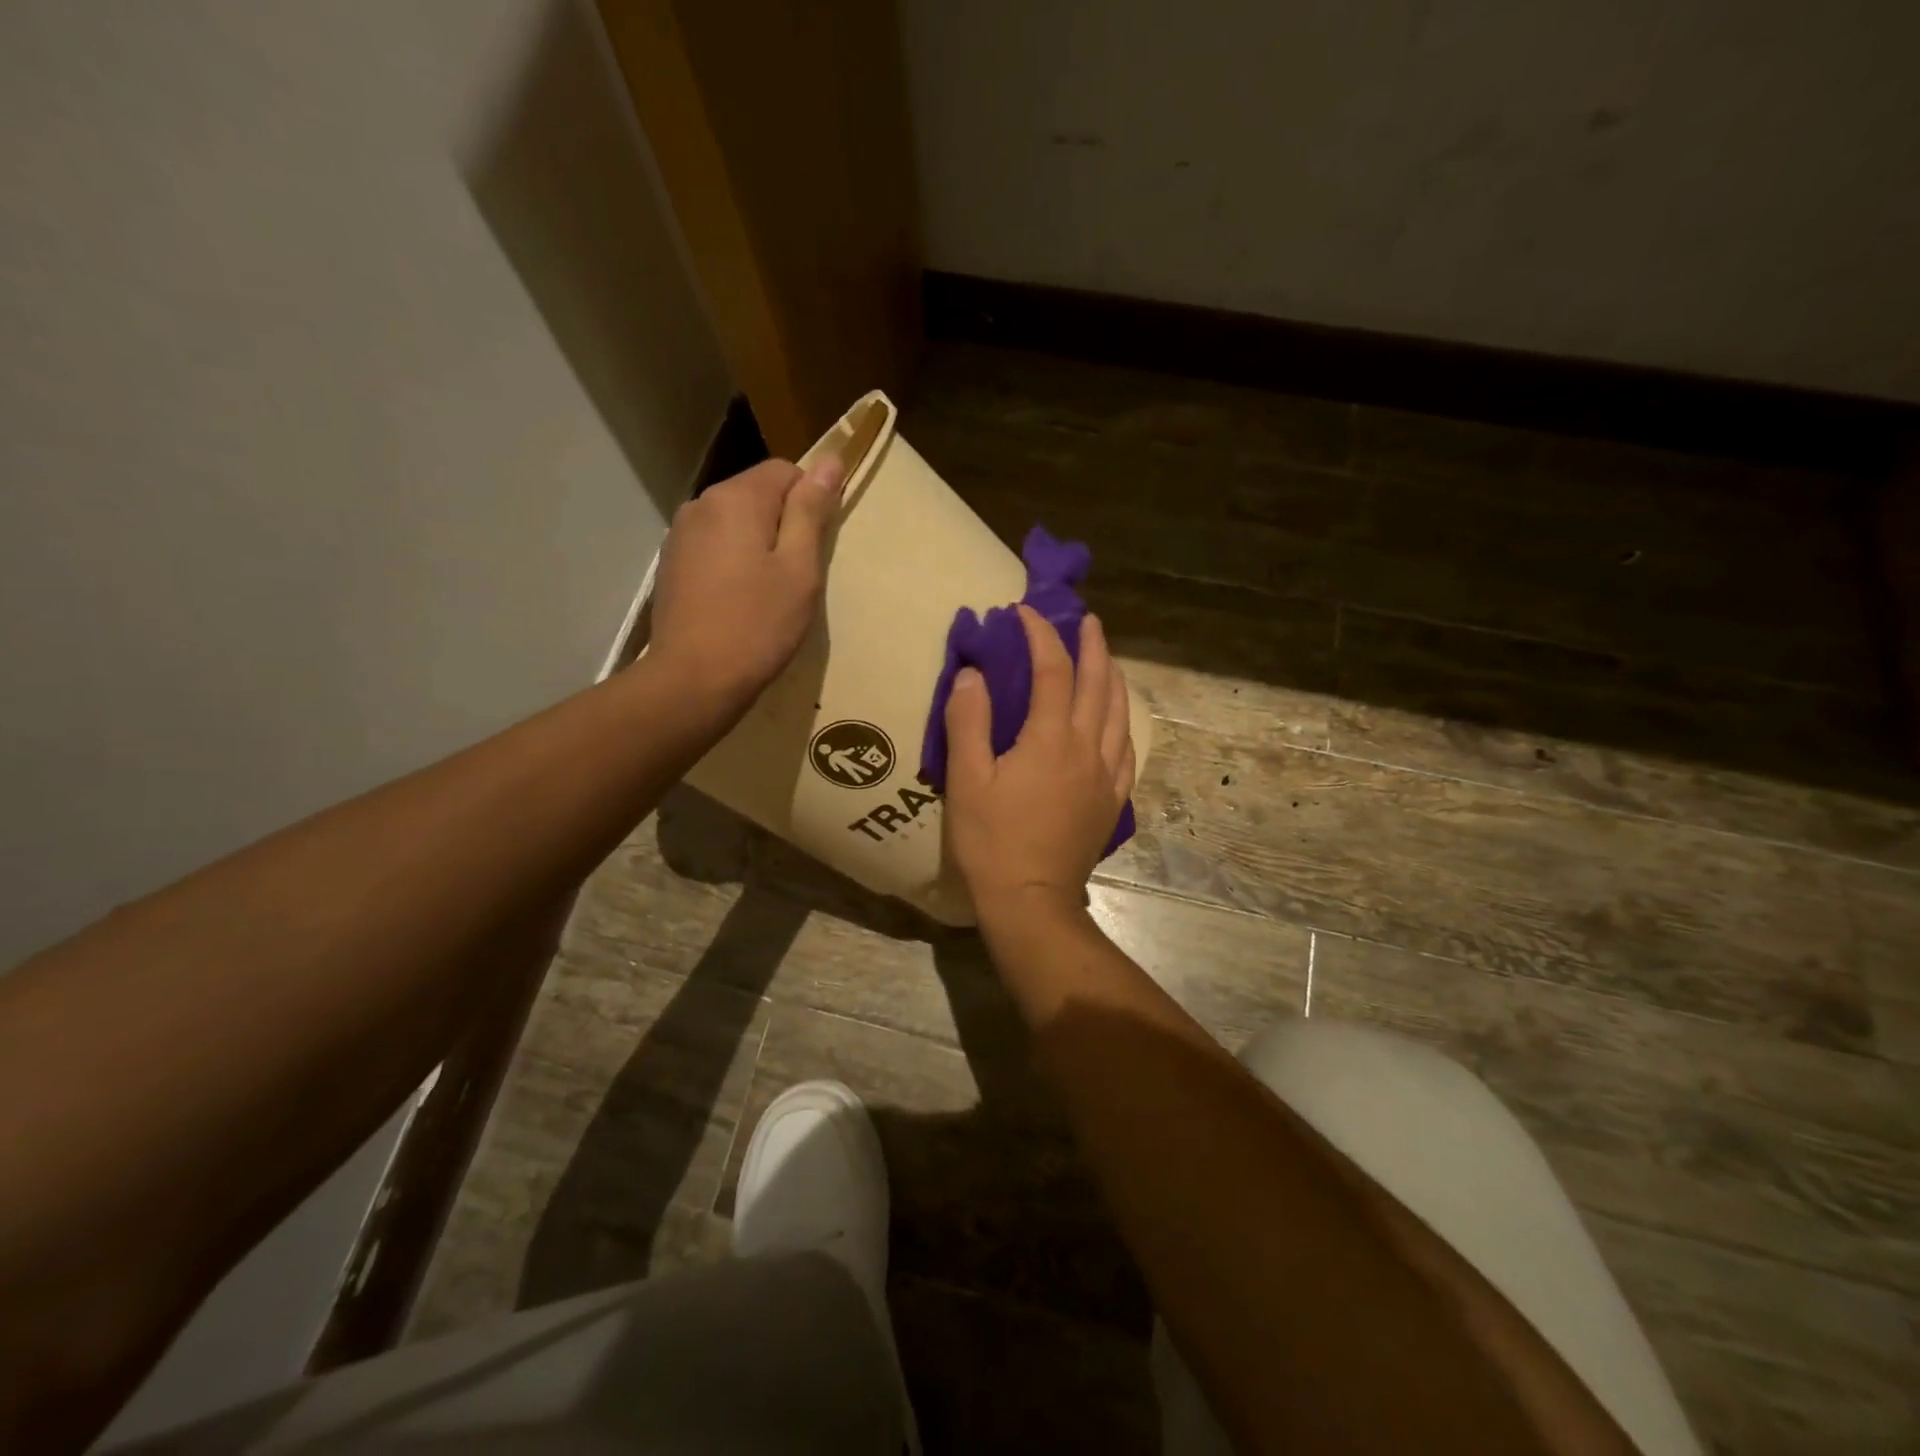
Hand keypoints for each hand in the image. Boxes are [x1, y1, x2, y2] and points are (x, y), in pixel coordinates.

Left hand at [647, 456, 843, 710]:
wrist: (694, 679)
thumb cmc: (758, 624)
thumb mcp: (799, 568)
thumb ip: (811, 511)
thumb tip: (830, 461)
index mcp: (737, 498)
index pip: (786, 471)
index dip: (809, 502)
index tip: (815, 547)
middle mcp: (702, 503)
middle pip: (756, 494)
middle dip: (782, 524)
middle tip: (795, 577)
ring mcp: (680, 534)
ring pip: (734, 522)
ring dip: (756, 544)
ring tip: (766, 593)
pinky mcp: (671, 563)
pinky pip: (714, 546)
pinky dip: (732, 562)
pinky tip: (737, 601)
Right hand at [943, 605, 1135, 924]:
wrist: (1032, 901)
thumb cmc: (992, 841)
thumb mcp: (966, 779)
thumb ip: (969, 721)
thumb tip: (973, 673)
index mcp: (1051, 738)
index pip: (1053, 670)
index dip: (1041, 634)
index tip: (1024, 612)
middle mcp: (1088, 748)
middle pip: (1099, 684)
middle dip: (1092, 645)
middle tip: (1086, 620)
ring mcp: (1106, 775)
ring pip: (1121, 713)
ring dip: (1113, 678)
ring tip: (1106, 659)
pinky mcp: (1112, 801)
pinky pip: (1127, 749)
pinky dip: (1123, 722)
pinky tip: (1118, 721)